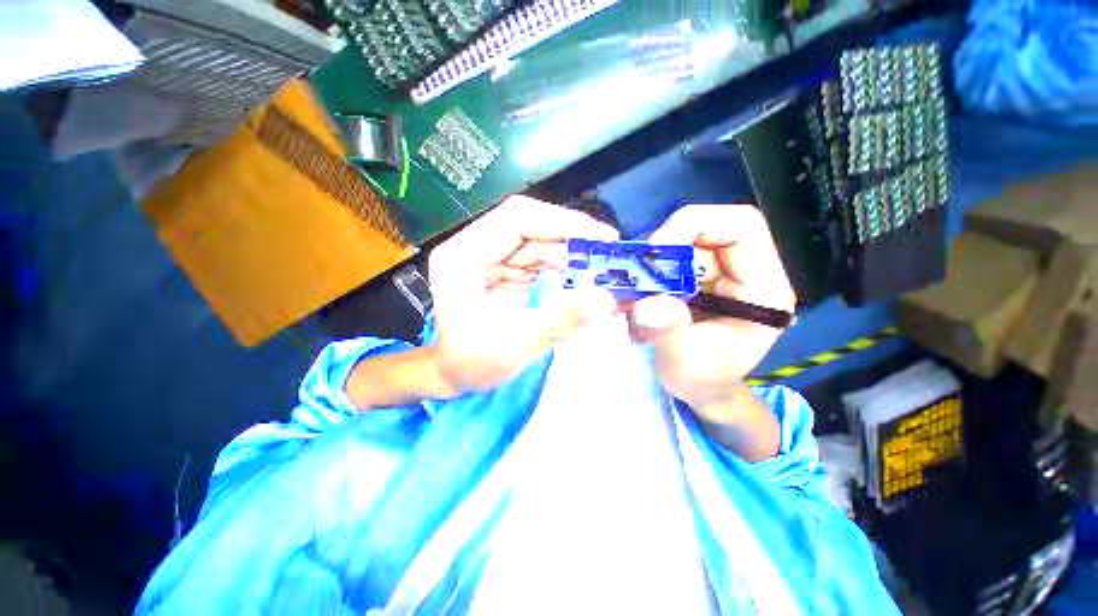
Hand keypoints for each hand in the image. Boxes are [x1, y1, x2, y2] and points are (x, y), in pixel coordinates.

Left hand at [427, 196, 618, 395]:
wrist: (453, 374)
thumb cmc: (471, 363)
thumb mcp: (513, 347)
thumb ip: (559, 322)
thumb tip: (606, 300)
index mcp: (464, 256)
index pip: (517, 218)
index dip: (563, 221)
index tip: (602, 238)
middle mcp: (477, 247)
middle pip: (533, 227)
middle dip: (574, 241)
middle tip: (610, 258)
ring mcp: (492, 257)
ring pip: (541, 242)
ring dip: (574, 256)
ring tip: (602, 273)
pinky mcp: (507, 269)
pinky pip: (542, 259)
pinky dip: (566, 268)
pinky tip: (584, 281)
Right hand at [627, 204, 795, 412]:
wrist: (703, 390)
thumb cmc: (704, 381)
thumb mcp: (685, 364)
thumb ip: (669, 332)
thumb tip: (647, 304)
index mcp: (762, 288)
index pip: (740, 226)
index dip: (694, 226)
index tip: (655, 252)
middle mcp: (744, 272)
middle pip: (703, 231)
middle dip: (662, 254)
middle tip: (635, 280)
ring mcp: (719, 274)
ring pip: (679, 247)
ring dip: (649, 271)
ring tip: (631, 302)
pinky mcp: (698, 280)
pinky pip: (668, 263)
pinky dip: (646, 279)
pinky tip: (635, 305)